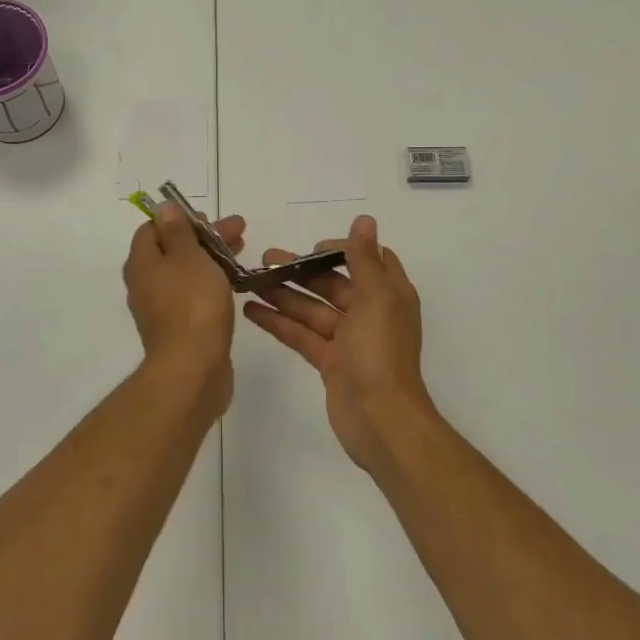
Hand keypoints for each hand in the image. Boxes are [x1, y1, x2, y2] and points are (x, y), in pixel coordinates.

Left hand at [124, 204, 244, 406]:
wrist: (192, 369)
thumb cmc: (192, 305)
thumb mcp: (188, 258)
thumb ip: (177, 232)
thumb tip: (162, 209)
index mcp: (142, 264)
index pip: (153, 229)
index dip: (181, 218)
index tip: (209, 218)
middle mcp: (146, 284)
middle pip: (173, 249)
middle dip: (205, 237)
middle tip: (239, 231)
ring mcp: (161, 308)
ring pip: (186, 273)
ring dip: (212, 258)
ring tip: (242, 253)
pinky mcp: (179, 328)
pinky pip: (193, 295)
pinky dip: (211, 283)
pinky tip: (233, 284)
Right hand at [243, 215, 433, 473]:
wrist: (380, 419)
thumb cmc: (380, 352)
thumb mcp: (376, 298)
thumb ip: (364, 259)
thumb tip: (365, 220)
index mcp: (389, 295)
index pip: (368, 261)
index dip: (342, 249)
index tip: (312, 247)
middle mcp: (370, 313)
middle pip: (333, 284)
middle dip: (302, 270)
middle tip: (266, 258)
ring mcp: (348, 340)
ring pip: (312, 309)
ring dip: (284, 294)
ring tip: (251, 279)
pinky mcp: (329, 362)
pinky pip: (301, 334)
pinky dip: (278, 322)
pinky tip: (251, 310)